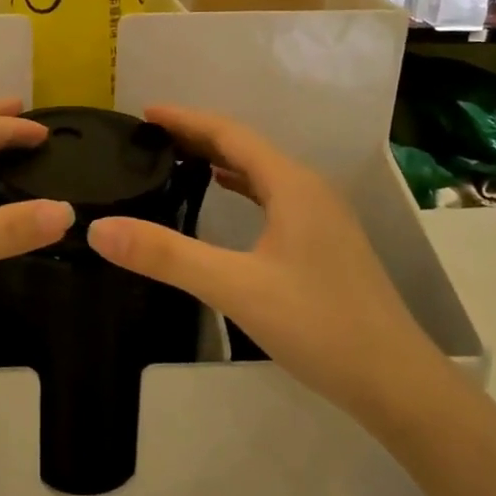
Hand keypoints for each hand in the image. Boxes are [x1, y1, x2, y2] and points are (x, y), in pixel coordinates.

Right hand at [86, 106, 443, 422]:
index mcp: (291, 185)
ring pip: (262, 173)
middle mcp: (310, 190)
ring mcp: (323, 218)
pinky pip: (274, 198)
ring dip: (221, 160)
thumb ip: (166, 255)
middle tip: (152, 136)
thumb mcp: (234, 287)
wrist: (396, 382)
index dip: (186, 120)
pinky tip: (227, 199)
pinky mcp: (325, 244)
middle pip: (247, 148)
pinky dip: (243, 187)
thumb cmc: (318, 325)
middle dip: (199, 136)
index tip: (145, 113)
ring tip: (179, 159)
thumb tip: (99, 228)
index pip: (230, 134)